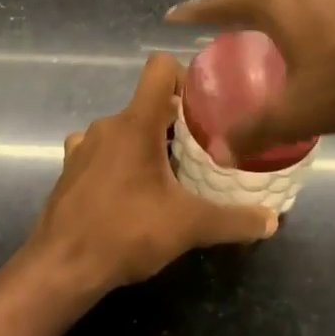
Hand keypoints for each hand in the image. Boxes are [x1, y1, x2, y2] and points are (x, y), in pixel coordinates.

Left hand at [25, 54, 278, 293]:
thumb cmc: (125, 232)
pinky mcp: (71, 168)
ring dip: (148, 142)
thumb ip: (234, 220)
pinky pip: (103, 150)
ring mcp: (85, 145)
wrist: (61, 268)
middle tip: (203, 149)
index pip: (160, 67)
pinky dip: (121, 160)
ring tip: (171, 173)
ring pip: (126, 127)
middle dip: (177, 121)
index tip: (205, 107)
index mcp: (136, 122)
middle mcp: (108, 124)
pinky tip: (133, 189)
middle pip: (149, 102)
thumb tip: (272, 220)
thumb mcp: (189, 226)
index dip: (185, 76)